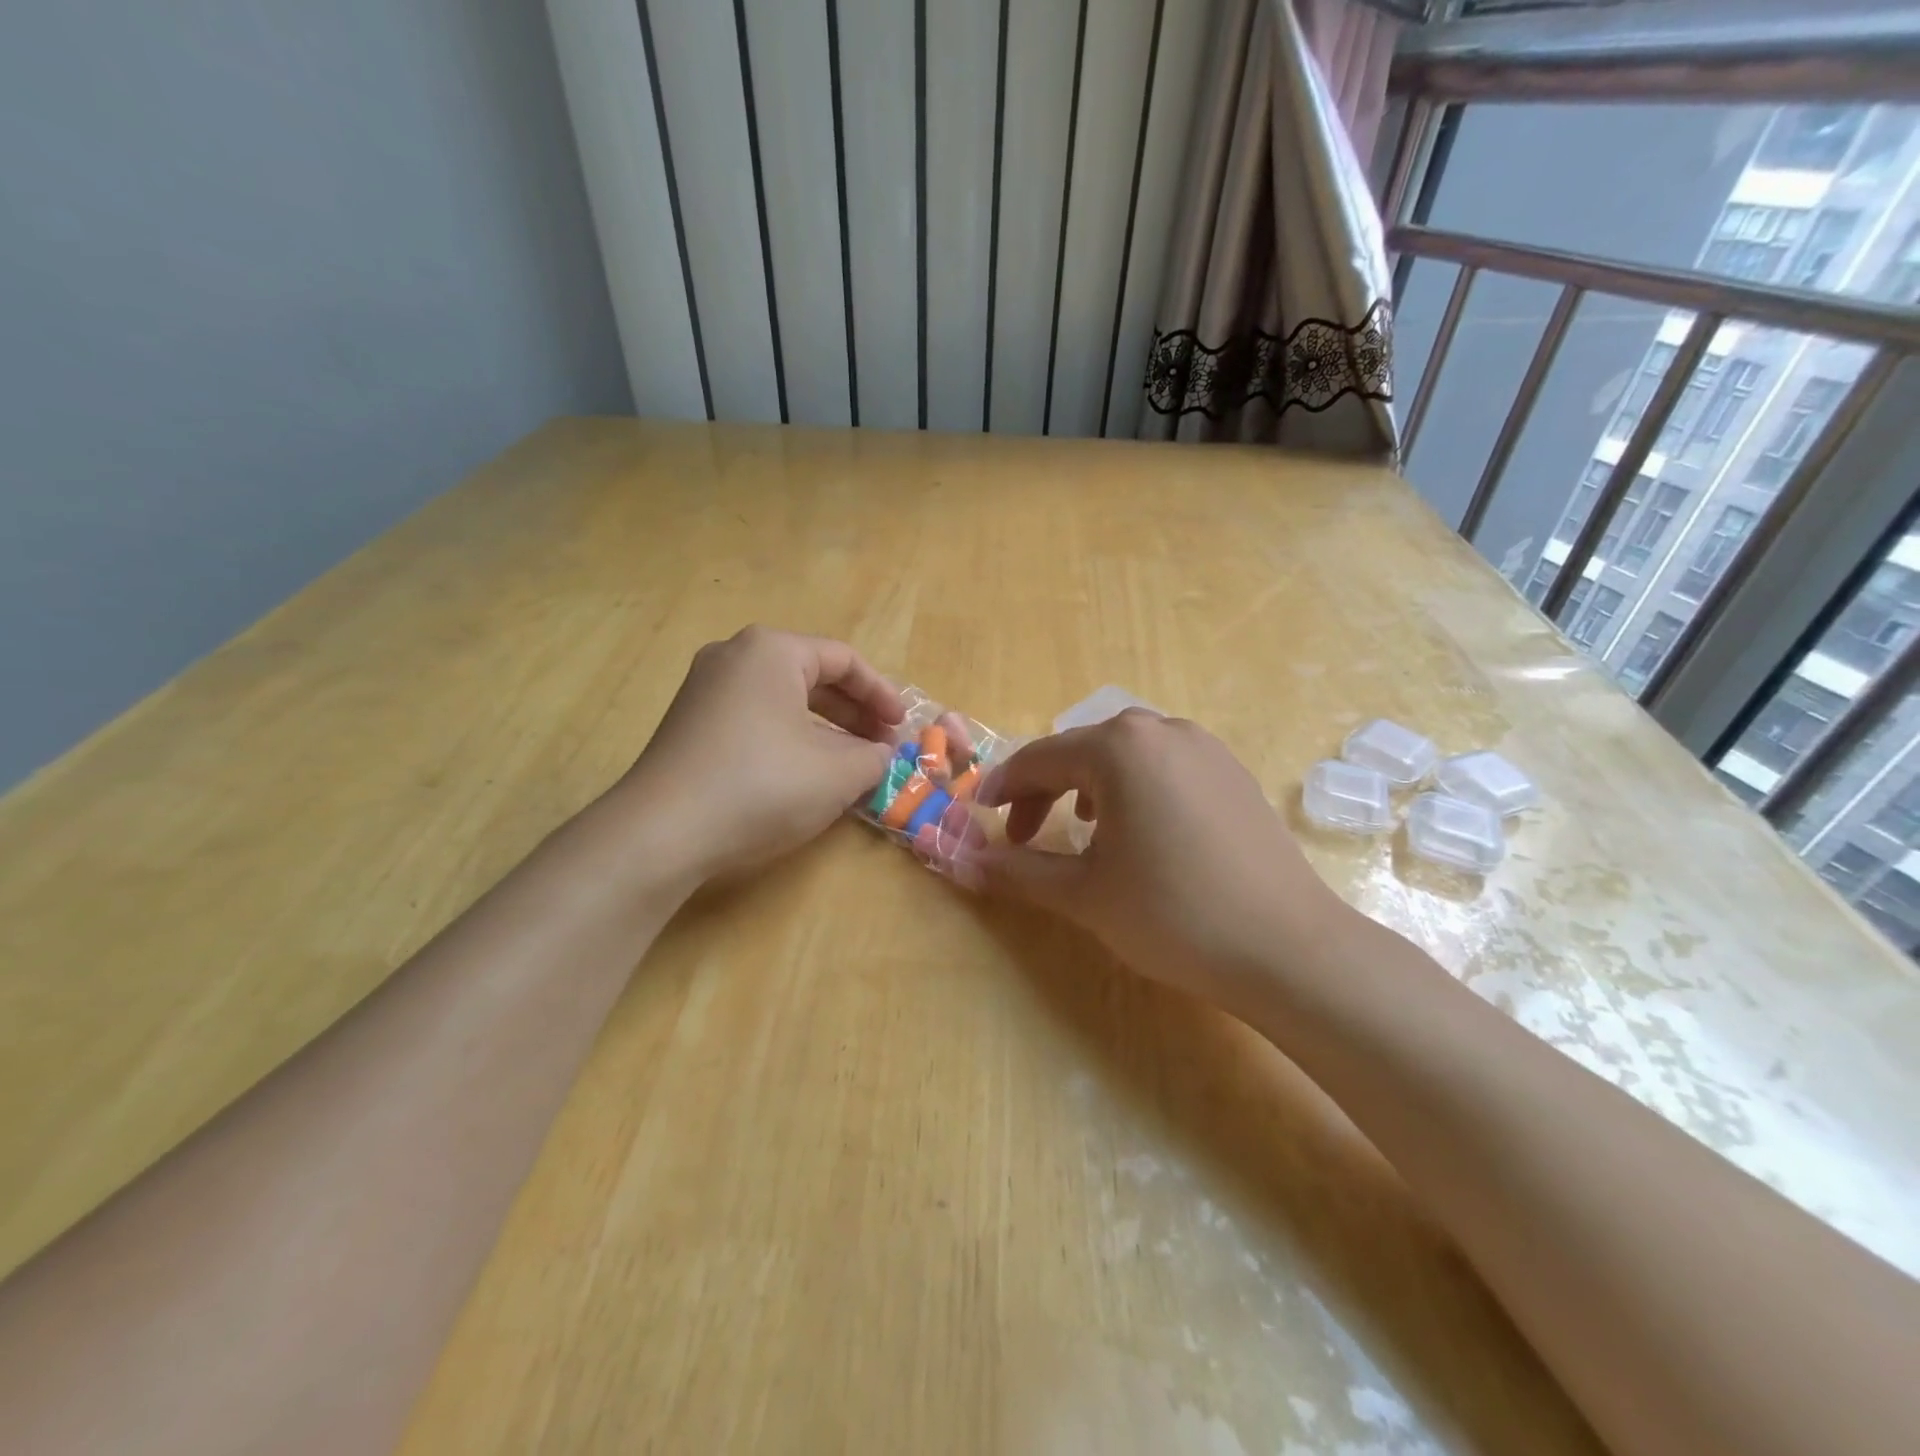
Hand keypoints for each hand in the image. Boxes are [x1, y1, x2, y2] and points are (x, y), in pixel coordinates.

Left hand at [613, 627, 903, 882]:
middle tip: (881, 745)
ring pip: (783, 699)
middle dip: (854, 711)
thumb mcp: (837, 774)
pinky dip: (790, 737)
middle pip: (812, 675)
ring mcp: (705, 689)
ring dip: (824, 728)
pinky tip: (805, 772)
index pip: (844, 660)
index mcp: (771, 651)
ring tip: (850, 762)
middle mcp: (734, 657)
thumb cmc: (762, 786)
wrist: (663, 832)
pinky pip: (756, 717)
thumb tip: (878, 754)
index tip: (902, 727)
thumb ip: (873, 757)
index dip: (882, 694)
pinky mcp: (690, 723)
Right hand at [962, 711, 1355, 1008]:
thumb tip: (964, 864)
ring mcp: (1206, 748)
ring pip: (1126, 754)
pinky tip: (1139, 830)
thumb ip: (1018, 872)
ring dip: (1089, 785)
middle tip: (1026, 835)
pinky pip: (1165, 766)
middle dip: (1045, 789)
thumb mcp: (1084, 894)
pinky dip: (1134, 788)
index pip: (1040, 758)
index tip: (982, 818)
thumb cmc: (1173, 914)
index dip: (1004, 789)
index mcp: (1120, 747)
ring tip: (1081, 828)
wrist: (1289, 949)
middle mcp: (1163, 730)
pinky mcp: (1233, 774)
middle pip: (1083, 750)